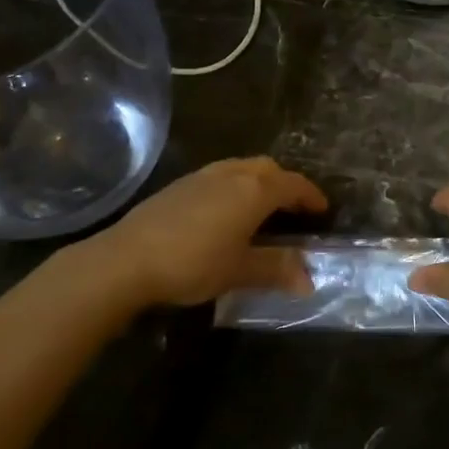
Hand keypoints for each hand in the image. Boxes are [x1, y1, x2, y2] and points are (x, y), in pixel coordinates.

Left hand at [91, 157, 327, 307]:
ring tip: (261, 208)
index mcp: (254, 190)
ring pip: (241, 168)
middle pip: (268, 169)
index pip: (293, 185)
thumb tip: (309, 279)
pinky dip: (235, 187)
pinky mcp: (178, 186)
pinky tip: (225, 213)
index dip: (311, 196)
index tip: (323, 209)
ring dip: (258, 183)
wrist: (126, 260)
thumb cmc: (193, 262)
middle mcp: (232, 174)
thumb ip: (276, 269)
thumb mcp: (240, 270)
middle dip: (285, 184)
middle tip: (293, 208)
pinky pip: (220, 177)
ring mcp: (202, 176)